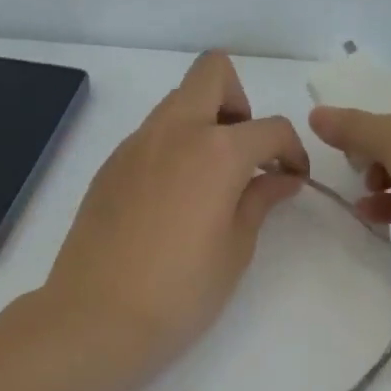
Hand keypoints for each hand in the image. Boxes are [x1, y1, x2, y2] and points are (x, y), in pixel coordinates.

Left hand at [35, 52, 306, 390]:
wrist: (97, 318)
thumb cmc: (182, 289)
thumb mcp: (237, 247)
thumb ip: (261, 199)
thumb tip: (281, 177)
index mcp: (216, 150)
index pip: (271, 128)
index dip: (292, 151)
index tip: (294, 179)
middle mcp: (174, 131)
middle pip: (213, 73)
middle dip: (241, 102)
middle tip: (246, 154)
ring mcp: (135, 144)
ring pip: (178, 101)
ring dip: (205, 122)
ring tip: (213, 180)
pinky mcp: (110, 166)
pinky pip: (152, 134)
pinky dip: (175, 147)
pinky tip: (176, 199)